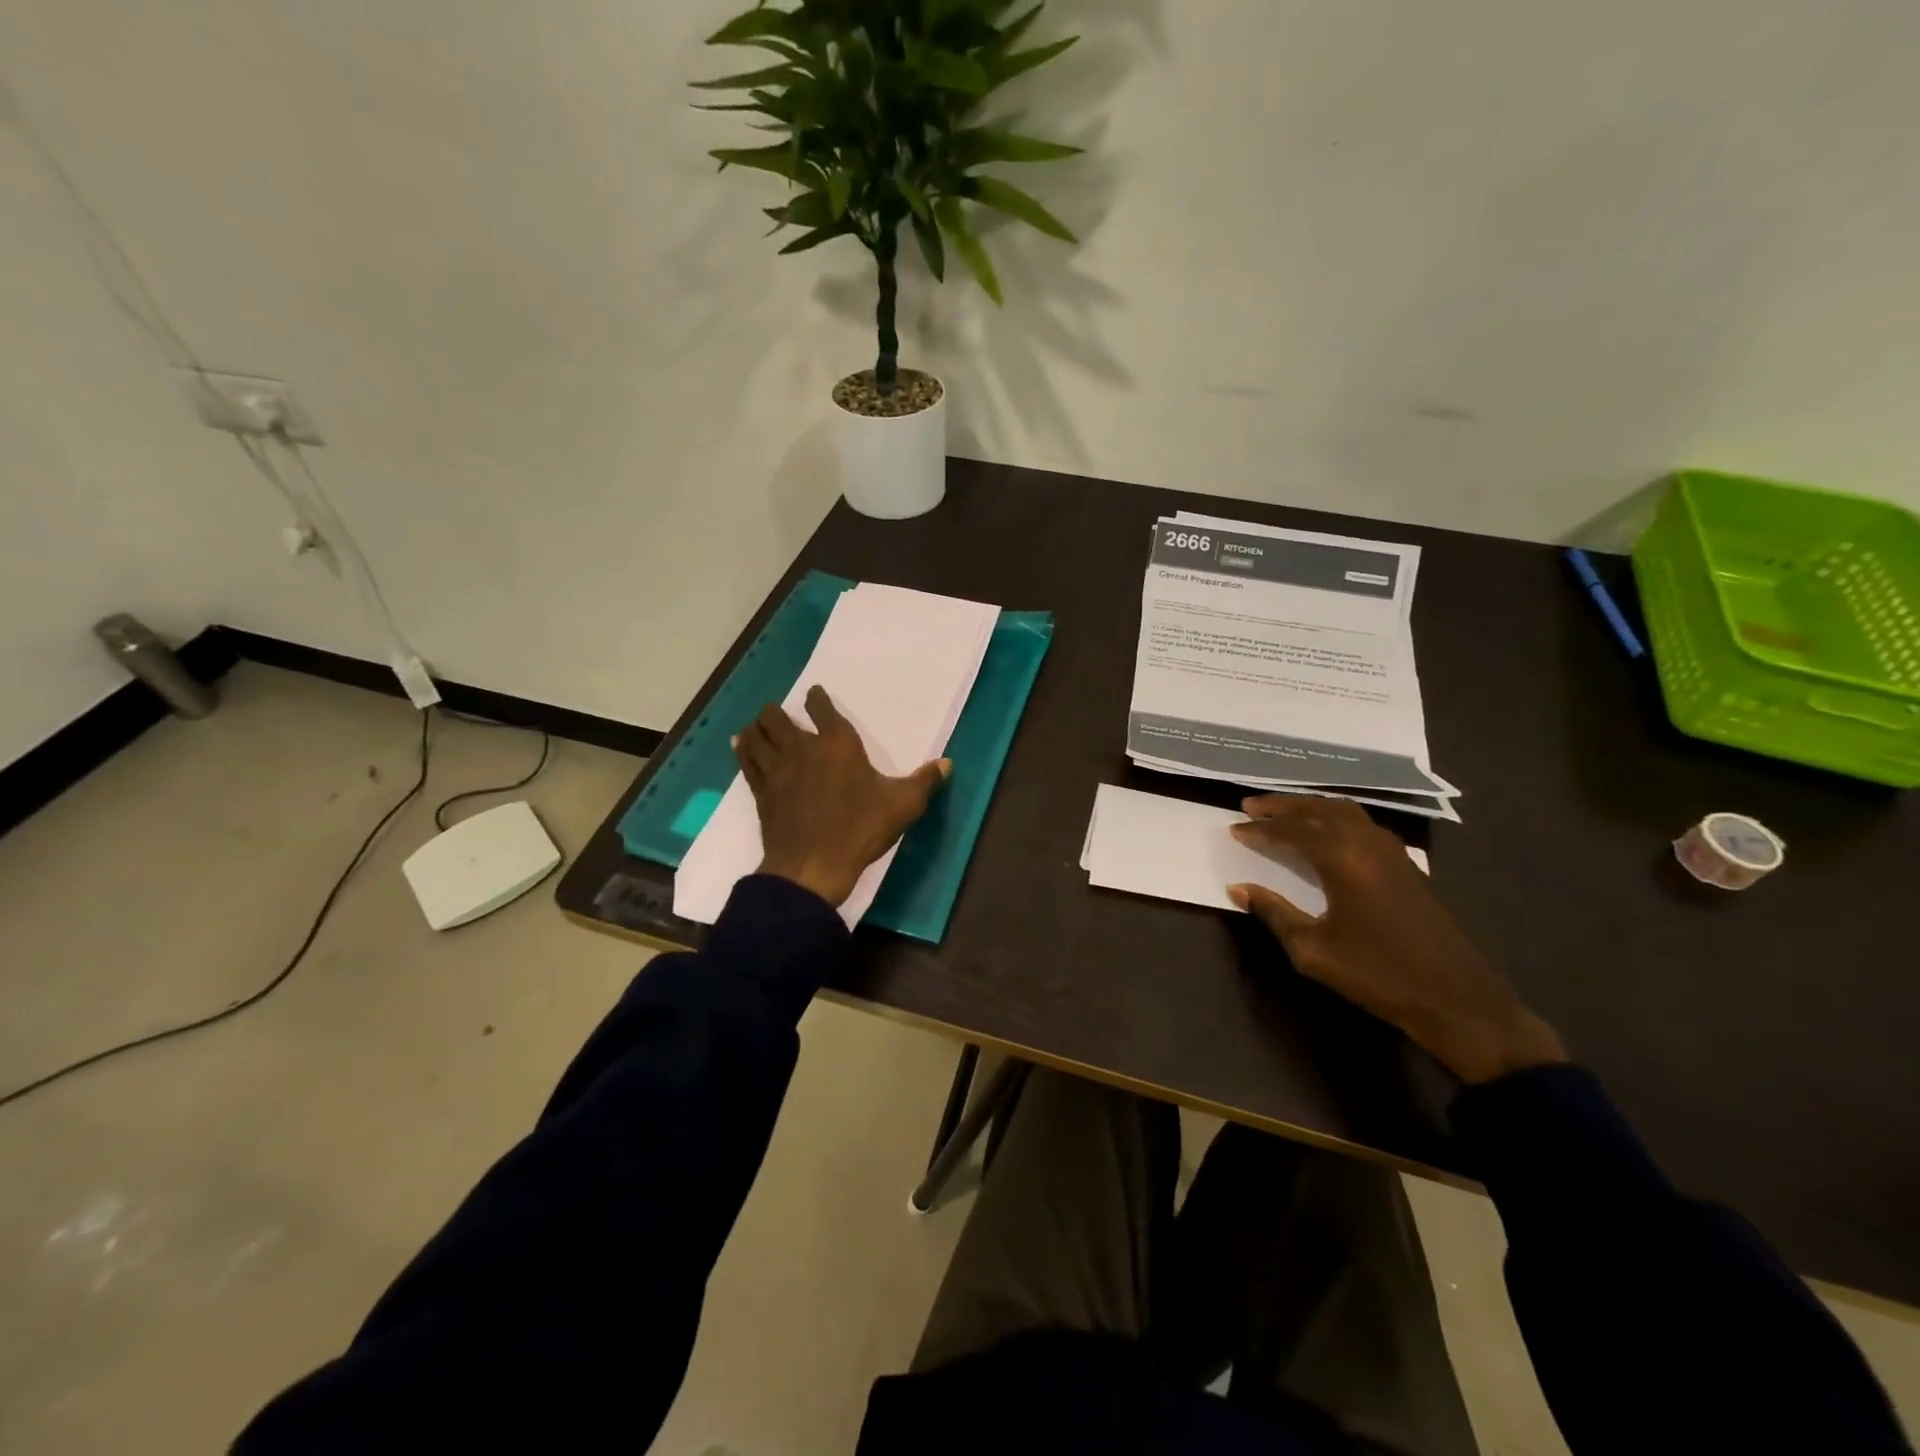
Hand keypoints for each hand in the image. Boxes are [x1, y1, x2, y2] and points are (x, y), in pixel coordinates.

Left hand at [734, 685, 950, 908]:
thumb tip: (947, 763)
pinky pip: (747, 761)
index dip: (818, 699)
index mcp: (838, 745)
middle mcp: (803, 749)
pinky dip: (743, 749)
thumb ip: (925, 781)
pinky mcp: (762, 792)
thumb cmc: (860, 829)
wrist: (813, 865)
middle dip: (778, 711)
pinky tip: (740, 743)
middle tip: (778, 711)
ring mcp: (778, 770)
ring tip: (757, 723)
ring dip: (757, 726)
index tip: (815, 694)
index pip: (823, 709)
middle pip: (779, 718)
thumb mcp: (903, 806)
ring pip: (758, 736)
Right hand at [1227, 796, 1565, 1083]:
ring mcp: (1393, 852)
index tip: (1233, 829)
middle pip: (1320, 809)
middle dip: (1283, 806)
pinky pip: (1363, 825)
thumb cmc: (1377, 974)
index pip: (1293, 831)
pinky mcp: (1407, 866)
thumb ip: (1274, 913)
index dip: (1260, 829)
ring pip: (1346, 812)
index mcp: (1344, 859)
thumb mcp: (1313, 950)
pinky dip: (1336, 819)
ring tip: (1284, 813)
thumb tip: (1239, 889)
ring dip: (1311, 808)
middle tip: (1251, 806)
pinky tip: (1326, 834)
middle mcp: (1368, 844)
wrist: (1455, 999)